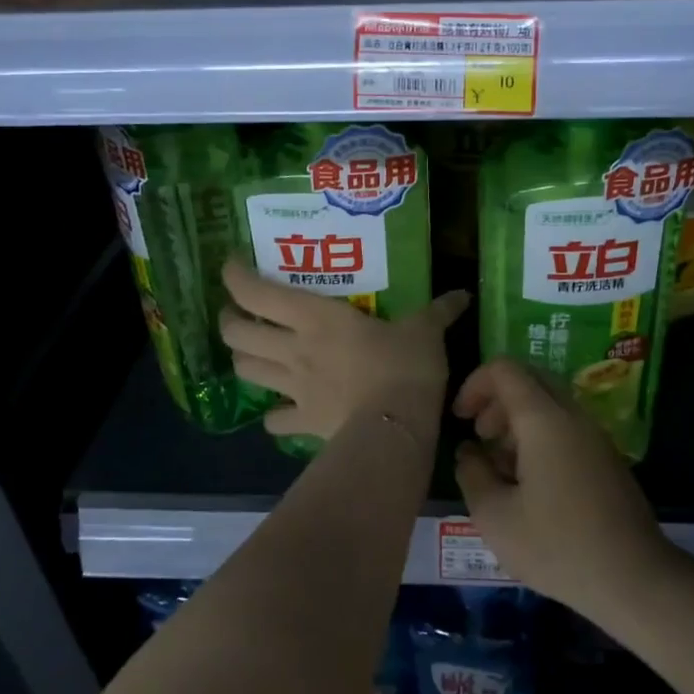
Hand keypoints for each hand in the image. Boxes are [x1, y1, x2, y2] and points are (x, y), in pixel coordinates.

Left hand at [218, 259, 468, 443]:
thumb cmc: (405, 366)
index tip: (232, 266)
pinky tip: (283, 413)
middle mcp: (294, 348)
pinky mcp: (304, 421)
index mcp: (315, 317)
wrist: (395, 428)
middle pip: (236, 333)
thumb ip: (439, 311)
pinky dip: (275, 416)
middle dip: (229, 321)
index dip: (234, 277)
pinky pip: (276, 421)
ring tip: (255, 354)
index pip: (255, 291)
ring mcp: (294, 388)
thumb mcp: (425, 331)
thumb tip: (464, 295)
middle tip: (239, 315)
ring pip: (246, 371)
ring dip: (244, 360)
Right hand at [452, 358, 673, 614]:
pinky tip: (530, 483)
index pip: (505, 370)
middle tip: (479, 436)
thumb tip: (469, 452)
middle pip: (530, 380)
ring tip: (500, 465)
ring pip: (549, 404)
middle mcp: (573, 416)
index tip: (460, 418)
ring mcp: (596, 436)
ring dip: (518, 421)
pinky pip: (567, 427)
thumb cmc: (557, 547)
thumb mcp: (495, 517)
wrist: (634, 579)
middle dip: (496, 400)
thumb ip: (472, 474)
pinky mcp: (607, 458)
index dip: (475, 384)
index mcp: (544, 420)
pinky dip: (540, 437)